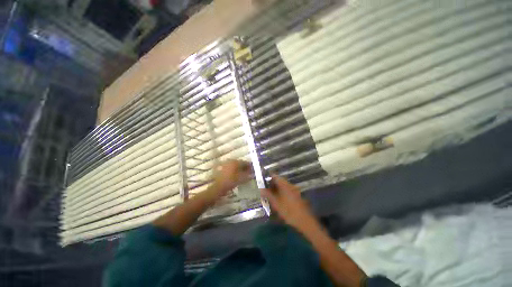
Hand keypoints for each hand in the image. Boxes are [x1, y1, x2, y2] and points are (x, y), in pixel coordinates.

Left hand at [211, 160, 251, 196]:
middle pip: (240, 162)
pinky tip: (235, 174)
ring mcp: (225, 163)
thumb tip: (253, 173)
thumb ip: (248, 175)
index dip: (249, 166)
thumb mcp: (242, 179)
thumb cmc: (231, 182)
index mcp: (236, 162)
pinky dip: (234, 169)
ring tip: (242, 173)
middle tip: (248, 172)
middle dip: (244, 167)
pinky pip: (230, 167)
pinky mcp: (222, 167)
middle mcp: (230, 161)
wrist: (218, 187)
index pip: (245, 162)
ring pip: (235, 164)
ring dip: (239, 168)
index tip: (253, 170)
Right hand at [261, 175, 318, 233]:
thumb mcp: (276, 203)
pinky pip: (286, 191)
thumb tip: (261, 189)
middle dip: (271, 185)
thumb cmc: (288, 211)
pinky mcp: (296, 195)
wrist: (304, 221)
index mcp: (284, 184)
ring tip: (269, 196)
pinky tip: (277, 200)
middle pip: (278, 181)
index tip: (262, 182)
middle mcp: (289, 185)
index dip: (268, 178)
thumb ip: (268, 195)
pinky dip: (280, 193)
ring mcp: (293, 190)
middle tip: (264, 191)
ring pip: (282, 186)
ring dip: (275, 189)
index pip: (274, 176)